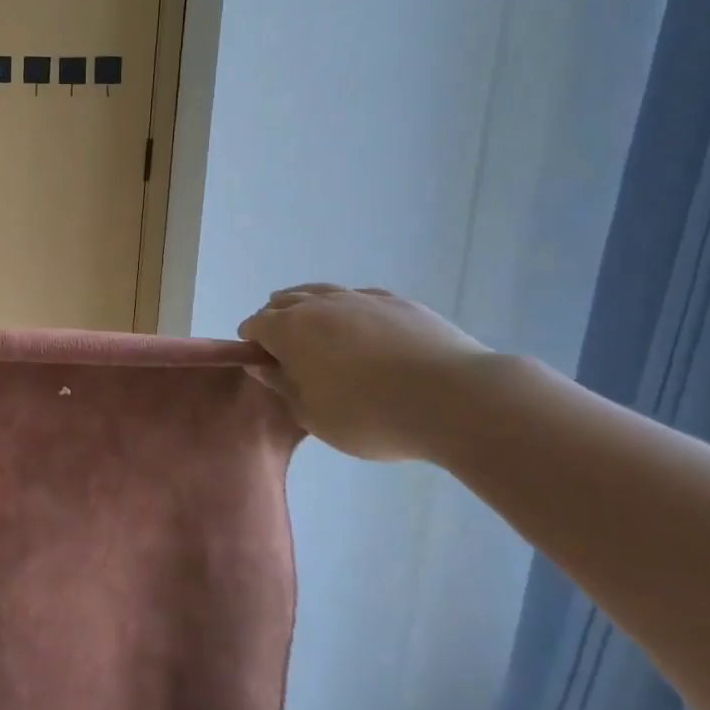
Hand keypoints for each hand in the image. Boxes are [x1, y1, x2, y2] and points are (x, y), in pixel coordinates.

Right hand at [237, 285, 490, 460]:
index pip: (255, 325)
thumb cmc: (370, 416)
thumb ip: (282, 386)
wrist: (456, 400)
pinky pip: (360, 298)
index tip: (265, 366)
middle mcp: (318, 304)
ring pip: (321, 293)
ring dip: (312, 310)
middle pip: (284, 302)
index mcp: (289, 329)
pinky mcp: (398, 302)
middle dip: (278, 321)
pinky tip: (365, 332)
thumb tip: (261, 364)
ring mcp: (360, 298)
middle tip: (291, 354)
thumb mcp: (313, 416)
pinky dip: (350, 311)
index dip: (253, 344)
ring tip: (324, 338)